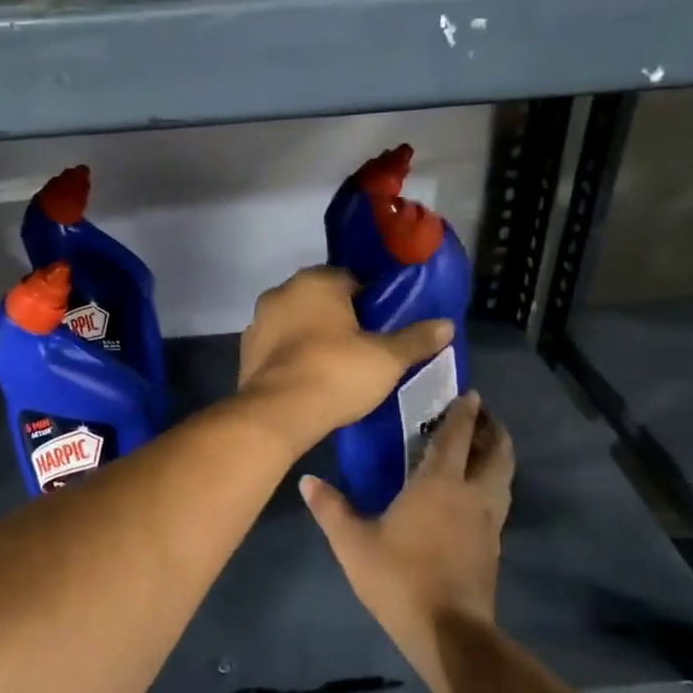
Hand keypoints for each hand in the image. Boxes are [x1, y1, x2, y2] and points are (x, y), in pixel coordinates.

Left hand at [235, 266, 453, 456]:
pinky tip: (310, 379)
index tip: (383, 326)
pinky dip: (293, 357)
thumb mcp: (386, 358)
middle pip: (321, 300)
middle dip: (340, 318)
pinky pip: (279, 347)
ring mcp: (258, 322)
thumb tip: (447, 324)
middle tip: (364, 348)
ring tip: (337, 367)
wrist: (278, 413)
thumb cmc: (336, 373)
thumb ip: (416, 339)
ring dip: (313, 337)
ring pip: (296, 323)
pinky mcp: (246, 352)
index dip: (370, 301)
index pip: (350, 279)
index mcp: (315, 281)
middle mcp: (281, 292)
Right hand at [299, 391, 512, 680]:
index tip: (471, 393)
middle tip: (481, 416)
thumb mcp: (353, 543)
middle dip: (492, 429)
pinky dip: (494, 485)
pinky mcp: (494, 547)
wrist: (448, 632)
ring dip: (498, 456)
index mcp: (440, 483)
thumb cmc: (399, 577)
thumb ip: (331, 508)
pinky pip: (499, 501)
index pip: (456, 436)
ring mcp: (489, 522)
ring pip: (504, 477)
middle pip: (496, 452)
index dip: (464, 412)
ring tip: (484, 448)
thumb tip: (307, 480)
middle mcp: (472, 494)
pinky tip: (476, 495)